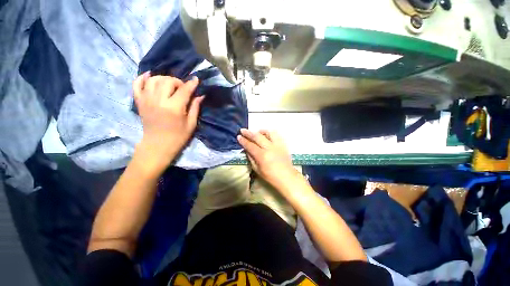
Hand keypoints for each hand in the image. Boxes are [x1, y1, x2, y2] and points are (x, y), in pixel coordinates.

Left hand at [133, 72, 203, 172]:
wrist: (157, 146)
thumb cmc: (178, 137)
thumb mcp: (191, 124)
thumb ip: (195, 108)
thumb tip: (200, 95)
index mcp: (174, 108)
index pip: (184, 90)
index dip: (191, 84)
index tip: (196, 80)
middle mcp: (158, 101)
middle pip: (168, 81)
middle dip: (178, 81)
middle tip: (183, 89)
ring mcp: (146, 100)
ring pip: (153, 79)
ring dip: (164, 79)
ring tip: (170, 85)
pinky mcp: (139, 102)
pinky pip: (136, 84)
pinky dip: (142, 77)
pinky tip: (150, 76)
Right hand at [237, 129, 297, 187]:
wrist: (286, 177)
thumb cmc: (270, 176)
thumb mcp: (257, 169)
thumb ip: (251, 158)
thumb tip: (246, 149)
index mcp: (262, 156)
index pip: (250, 145)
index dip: (243, 141)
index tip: (239, 136)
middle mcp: (269, 148)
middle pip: (257, 137)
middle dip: (248, 133)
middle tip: (243, 130)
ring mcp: (277, 145)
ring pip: (268, 133)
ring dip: (260, 131)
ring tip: (256, 132)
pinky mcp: (283, 144)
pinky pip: (276, 135)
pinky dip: (270, 133)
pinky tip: (266, 135)